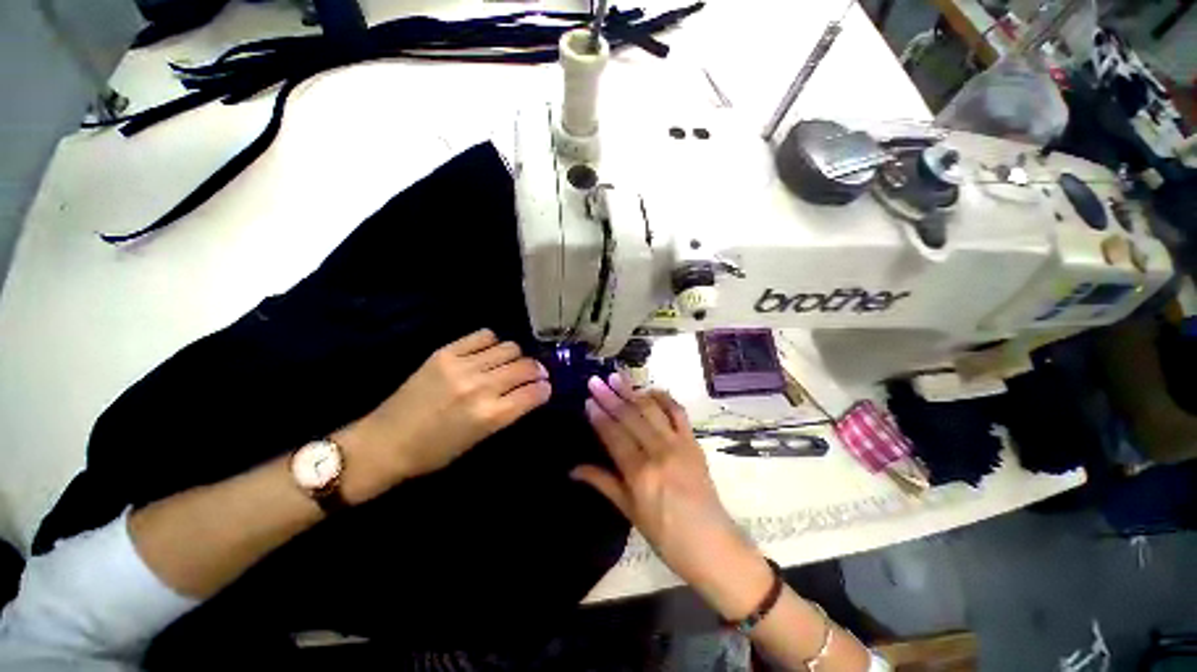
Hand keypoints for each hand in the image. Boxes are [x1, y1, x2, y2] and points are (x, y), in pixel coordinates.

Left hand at [336, 329, 551, 499]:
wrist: (386, 441)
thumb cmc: (436, 452)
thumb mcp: (480, 439)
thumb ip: (508, 412)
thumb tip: (530, 392)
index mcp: (490, 416)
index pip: (534, 393)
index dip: (545, 388)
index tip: (546, 387)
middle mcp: (481, 387)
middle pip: (526, 366)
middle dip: (536, 370)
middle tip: (534, 373)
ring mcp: (462, 366)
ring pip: (509, 347)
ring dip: (516, 356)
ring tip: (509, 363)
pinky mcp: (446, 353)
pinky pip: (484, 336)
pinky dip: (493, 342)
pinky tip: (489, 352)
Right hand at [573, 374, 771, 617]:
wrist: (712, 545)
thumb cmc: (666, 536)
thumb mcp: (629, 512)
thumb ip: (603, 483)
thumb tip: (573, 469)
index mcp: (639, 473)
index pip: (613, 435)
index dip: (599, 415)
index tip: (588, 399)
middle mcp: (658, 452)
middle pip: (629, 417)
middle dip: (610, 396)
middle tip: (595, 380)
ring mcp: (678, 443)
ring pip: (651, 409)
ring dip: (632, 391)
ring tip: (617, 377)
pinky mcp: (693, 441)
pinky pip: (678, 412)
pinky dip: (664, 398)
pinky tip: (650, 390)